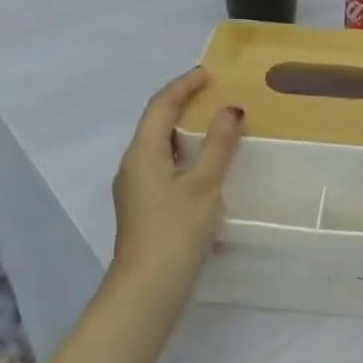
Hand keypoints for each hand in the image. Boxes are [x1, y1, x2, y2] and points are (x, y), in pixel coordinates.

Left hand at [110, 69, 244, 296]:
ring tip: (214, 129)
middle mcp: (132, 165)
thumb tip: (230, 110)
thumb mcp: (204, 185)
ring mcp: (135, 190)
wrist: (148, 288)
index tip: (208, 74)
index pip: (161, 106)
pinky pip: (163, 169)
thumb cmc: (176, 231)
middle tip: (215, 98)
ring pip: (159, 149)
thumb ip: (218, 146)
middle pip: (156, 125)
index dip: (183, 86)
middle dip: (183, 107)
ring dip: (185, 134)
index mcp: (142, 153)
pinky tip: (204, 170)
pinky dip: (184, 158)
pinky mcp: (143, 209)